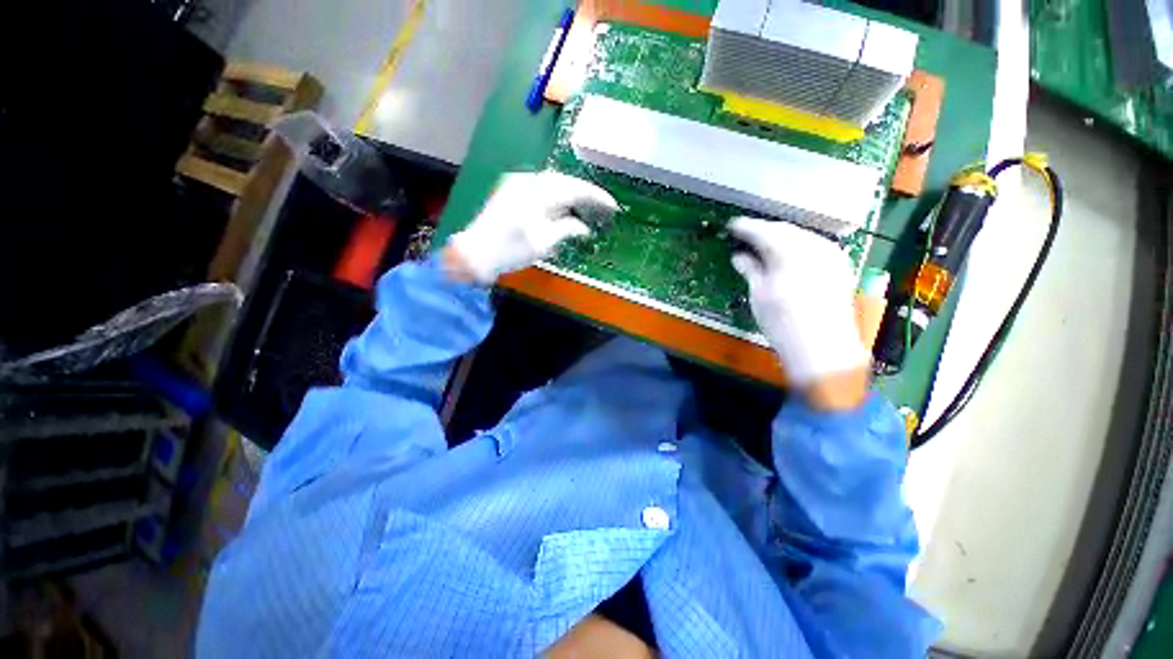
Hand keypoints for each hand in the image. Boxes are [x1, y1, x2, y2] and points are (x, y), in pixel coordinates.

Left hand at [446, 171, 618, 283]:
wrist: (474, 253)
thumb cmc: (509, 251)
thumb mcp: (542, 243)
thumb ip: (566, 229)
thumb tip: (584, 227)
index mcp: (536, 194)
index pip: (574, 189)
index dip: (595, 196)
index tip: (612, 206)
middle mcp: (527, 181)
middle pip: (564, 180)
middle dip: (585, 192)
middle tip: (602, 205)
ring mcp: (517, 183)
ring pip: (553, 181)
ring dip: (572, 192)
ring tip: (587, 206)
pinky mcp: (511, 189)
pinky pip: (542, 186)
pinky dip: (557, 194)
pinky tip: (564, 205)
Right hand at [729, 217, 869, 405]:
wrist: (823, 348)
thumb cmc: (782, 321)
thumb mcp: (759, 294)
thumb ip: (750, 269)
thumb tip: (739, 256)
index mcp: (790, 251)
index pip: (763, 231)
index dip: (745, 227)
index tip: (731, 226)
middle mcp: (814, 245)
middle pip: (784, 230)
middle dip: (763, 230)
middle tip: (744, 235)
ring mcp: (831, 254)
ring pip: (801, 236)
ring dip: (781, 238)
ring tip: (763, 245)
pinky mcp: (839, 265)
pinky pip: (814, 246)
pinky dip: (797, 246)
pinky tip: (787, 255)